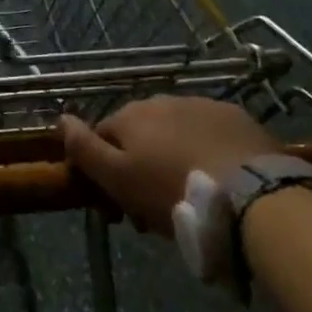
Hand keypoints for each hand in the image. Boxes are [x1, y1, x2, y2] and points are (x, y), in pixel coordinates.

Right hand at [61, 96, 281, 234]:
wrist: (252, 195)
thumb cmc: (173, 191)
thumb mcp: (118, 179)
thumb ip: (85, 149)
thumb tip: (60, 118)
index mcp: (130, 115)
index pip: (102, 138)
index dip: (104, 173)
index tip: (118, 209)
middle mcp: (162, 100)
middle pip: (140, 135)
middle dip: (141, 166)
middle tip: (155, 211)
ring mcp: (202, 105)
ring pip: (175, 133)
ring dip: (173, 158)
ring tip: (189, 196)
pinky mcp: (236, 118)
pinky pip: (210, 134)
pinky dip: (207, 152)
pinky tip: (218, 180)